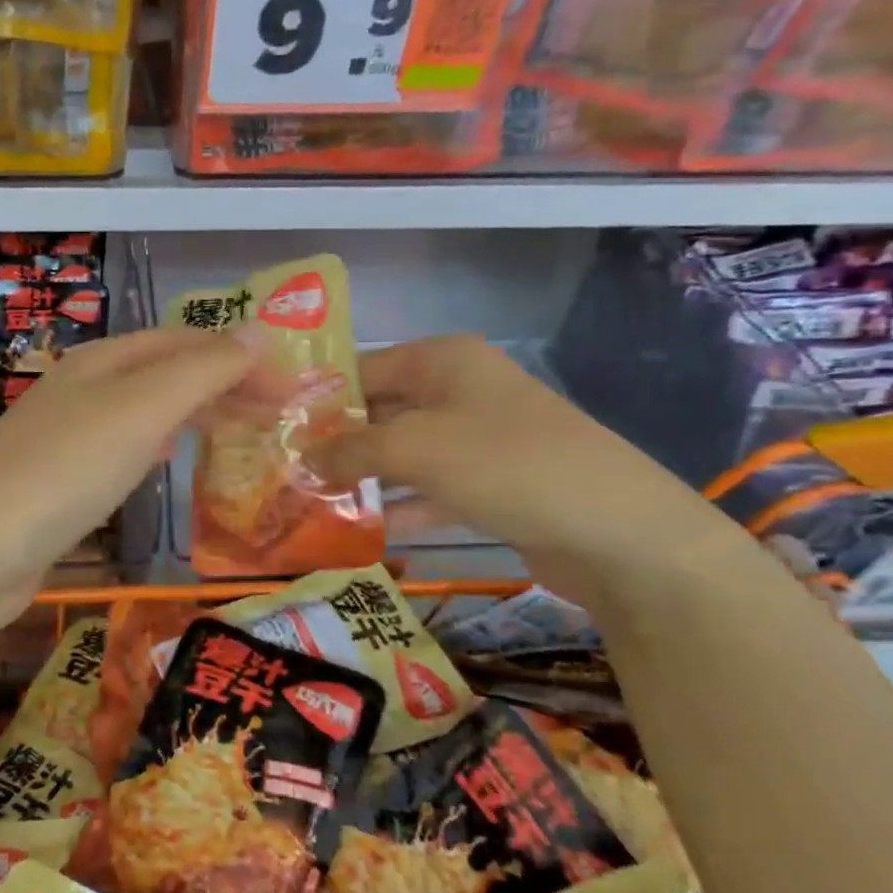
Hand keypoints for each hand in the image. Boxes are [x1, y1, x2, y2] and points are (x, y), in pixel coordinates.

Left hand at [0, 327, 264, 615]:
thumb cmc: (67, 469)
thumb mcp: (142, 409)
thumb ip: (203, 369)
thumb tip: (259, 329)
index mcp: (101, 361)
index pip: (183, 342)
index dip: (239, 357)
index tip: (290, 389)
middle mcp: (82, 388)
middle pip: (164, 372)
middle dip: (222, 384)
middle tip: (277, 413)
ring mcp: (66, 435)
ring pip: (144, 409)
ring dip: (192, 411)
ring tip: (236, 428)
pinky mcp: (58, 480)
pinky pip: (122, 447)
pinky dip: (157, 444)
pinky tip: (166, 459)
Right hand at [311, 336, 742, 602]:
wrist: (618, 532)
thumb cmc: (505, 464)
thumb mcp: (414, 448)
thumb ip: (349, 449)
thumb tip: (301, 457)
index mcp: (442, 361)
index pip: (361, 369)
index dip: (318, 399)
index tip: (274, 431)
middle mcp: (459, 390)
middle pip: (381, 411)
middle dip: (336, 442)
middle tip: (285, 471)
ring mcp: (478, 439)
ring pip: (403, 453)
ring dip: (364, 477)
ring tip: (310, 501)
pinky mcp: (491, 484)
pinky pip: (431, 488)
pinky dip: (401, 505)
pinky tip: (363, 530)